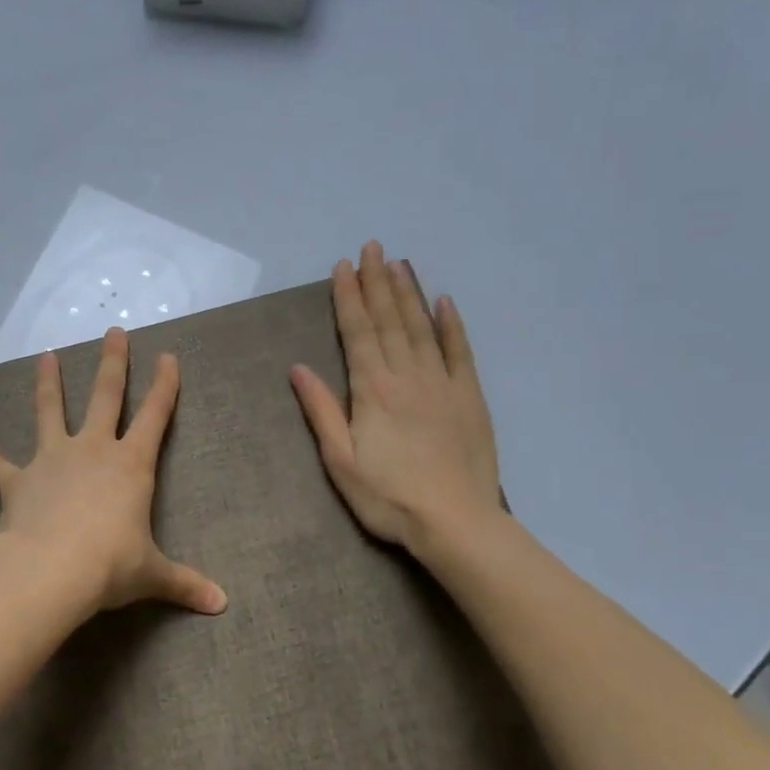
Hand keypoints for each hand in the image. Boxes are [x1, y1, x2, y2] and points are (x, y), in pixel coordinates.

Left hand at [0, 329, 226, 617]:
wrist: (51, 571)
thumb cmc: (110, 566)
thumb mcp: (153, 574)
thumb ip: (185, 584)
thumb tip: (221, 605)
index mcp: (130, 466)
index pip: (155, 416)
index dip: (165, 386)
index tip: (168, 356)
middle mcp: (92, 451)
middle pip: (105, 397)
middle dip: (112, 364)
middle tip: (114, 332)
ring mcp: (51, 461)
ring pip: (50, 412)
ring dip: (48, 384)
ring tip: (45, 356)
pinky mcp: (17, 481)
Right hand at [290, 241, 508, 556]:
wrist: (455, 521)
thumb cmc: (388, 497)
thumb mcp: (340, 461)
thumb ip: (321, 411)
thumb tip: (299, 368)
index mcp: (372, 390)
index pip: (358, 332)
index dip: (348, 297)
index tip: (343, 267)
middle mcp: (407, 375)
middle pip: (390, 320)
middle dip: (378, 282)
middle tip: (373, 248)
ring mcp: (443, 383)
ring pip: (422, 327)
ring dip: (409, 294)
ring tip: (400, 264)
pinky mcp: (470, 397)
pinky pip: (460, 351)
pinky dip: (451, 325)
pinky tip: (444, 302)